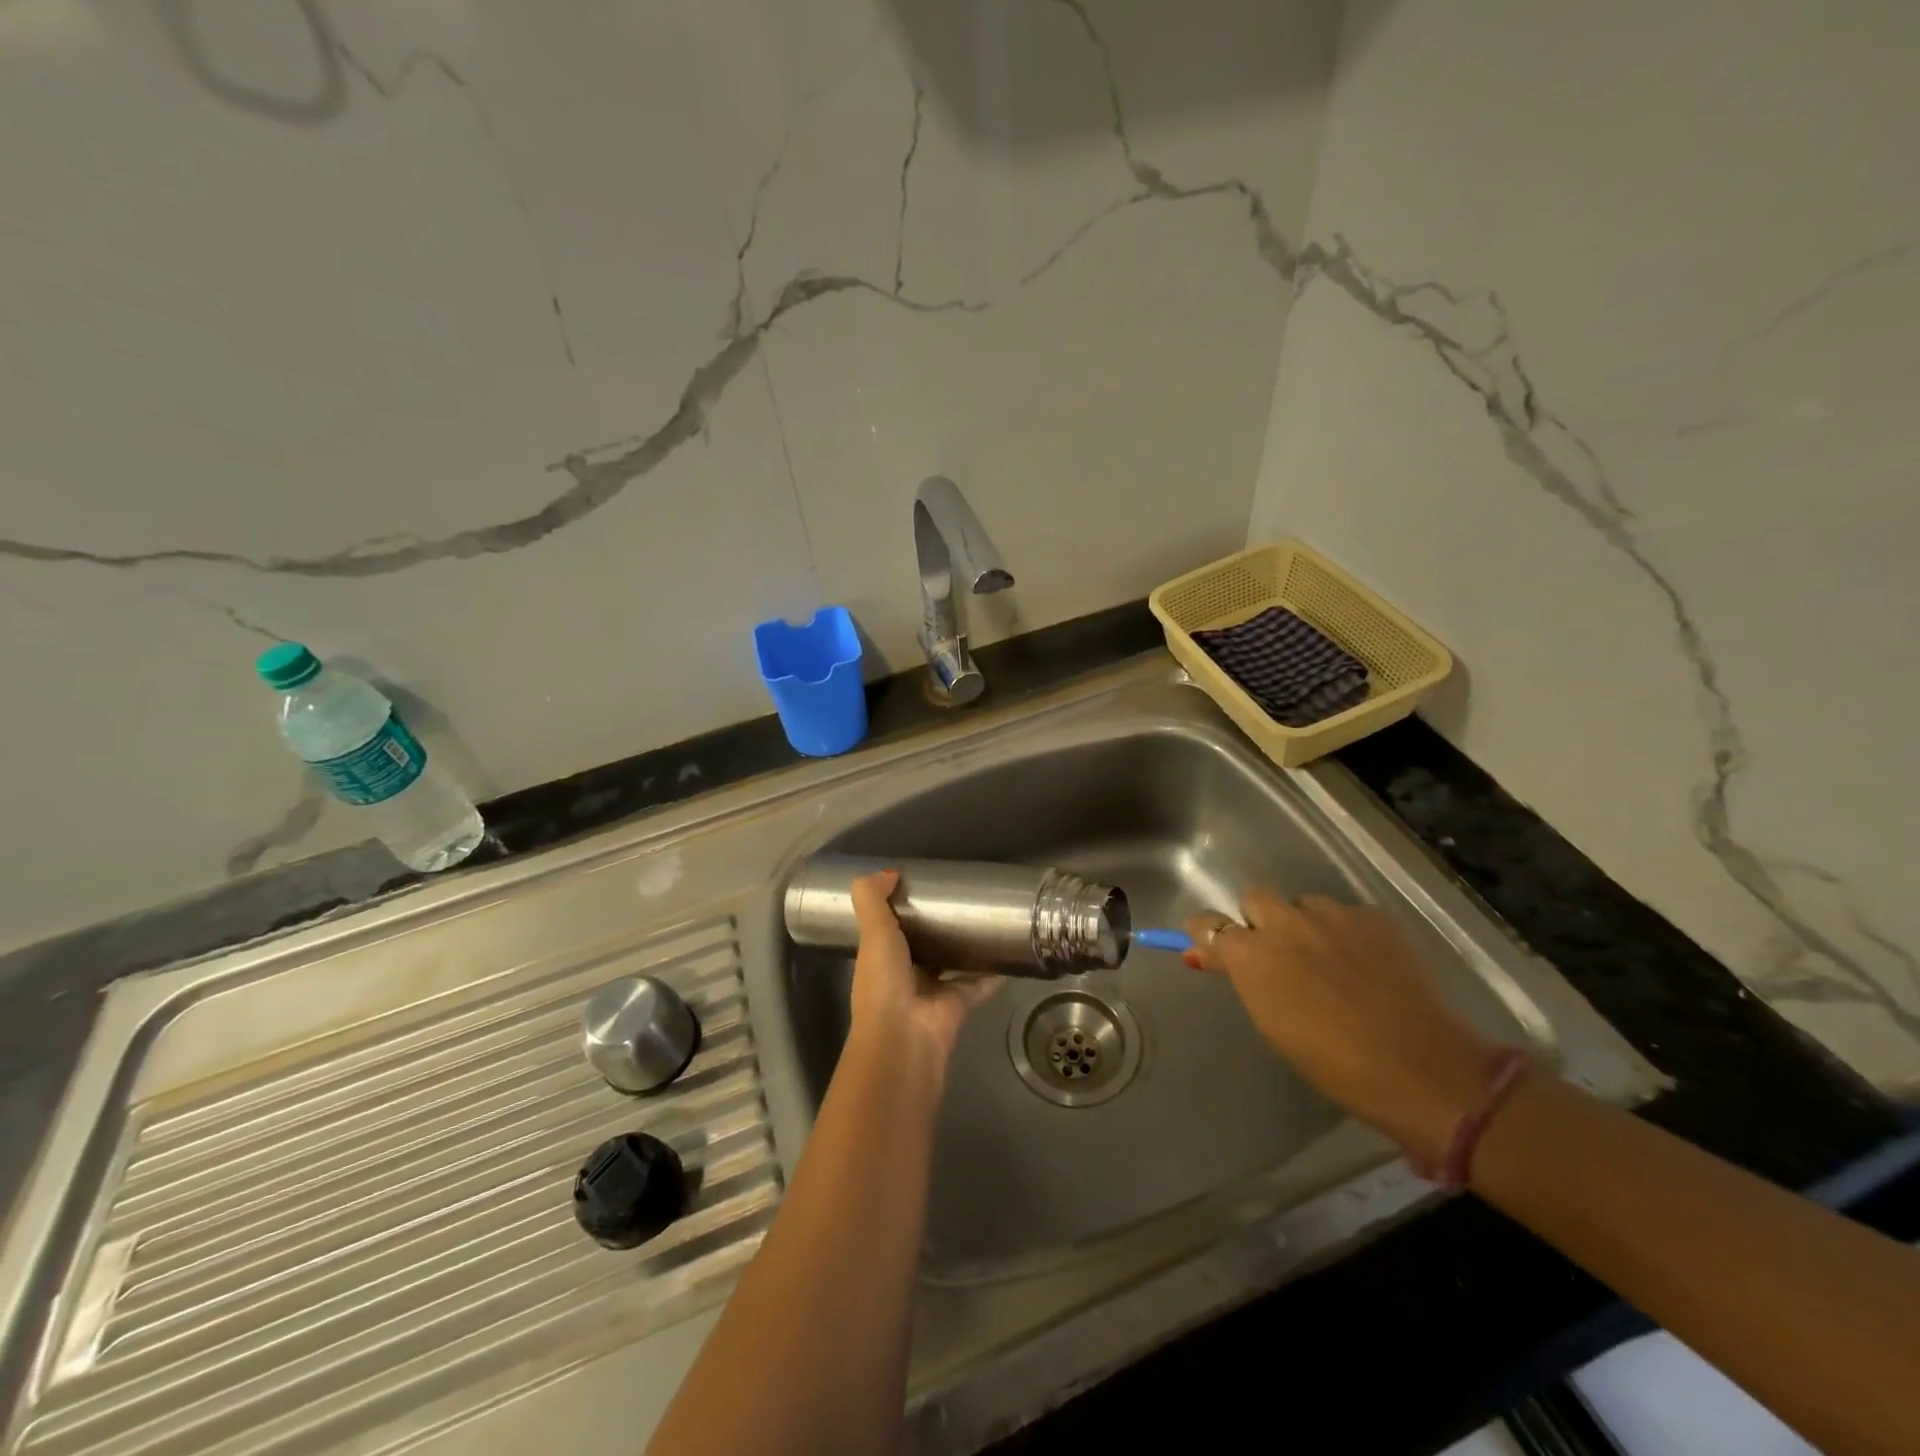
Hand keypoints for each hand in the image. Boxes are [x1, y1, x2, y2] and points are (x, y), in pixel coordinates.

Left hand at [849, 871, 999, 1060]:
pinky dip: (990, 973)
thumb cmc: (883, 982)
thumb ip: (872, 900)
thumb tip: (890, 872)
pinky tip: (1007, 953)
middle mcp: (903, 974)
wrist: (904, 1038)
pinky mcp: (957, 1004)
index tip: (922, 885)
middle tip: (962, 897)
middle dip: (937, 925)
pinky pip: (977, 984)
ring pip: (950, 963)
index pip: (888, 928)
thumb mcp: (872, 933)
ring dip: (965, 947)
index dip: (901, 908)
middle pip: (922, 944)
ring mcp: (931, 991)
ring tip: (987, 919)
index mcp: (880, 957)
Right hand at [1185, 891, 1504, 1165]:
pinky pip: (1346, 916)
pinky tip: (1366, 966)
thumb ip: (1242, 979)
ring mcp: (1332, 915)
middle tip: (1279, 955)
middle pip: (1255, 898)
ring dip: (1306, 926)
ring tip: (1330, 962)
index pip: (1208, 923)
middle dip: (1260, 920)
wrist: (1421, 1068)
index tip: (1215, 948)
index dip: (1209, 933)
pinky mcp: (1374, 918)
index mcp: (1252, 955)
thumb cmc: (1334, 1063)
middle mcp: (1285, 923)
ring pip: (1303, 905)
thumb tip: (1208, 955)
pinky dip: (1347, 934)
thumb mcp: (1272, 1023)